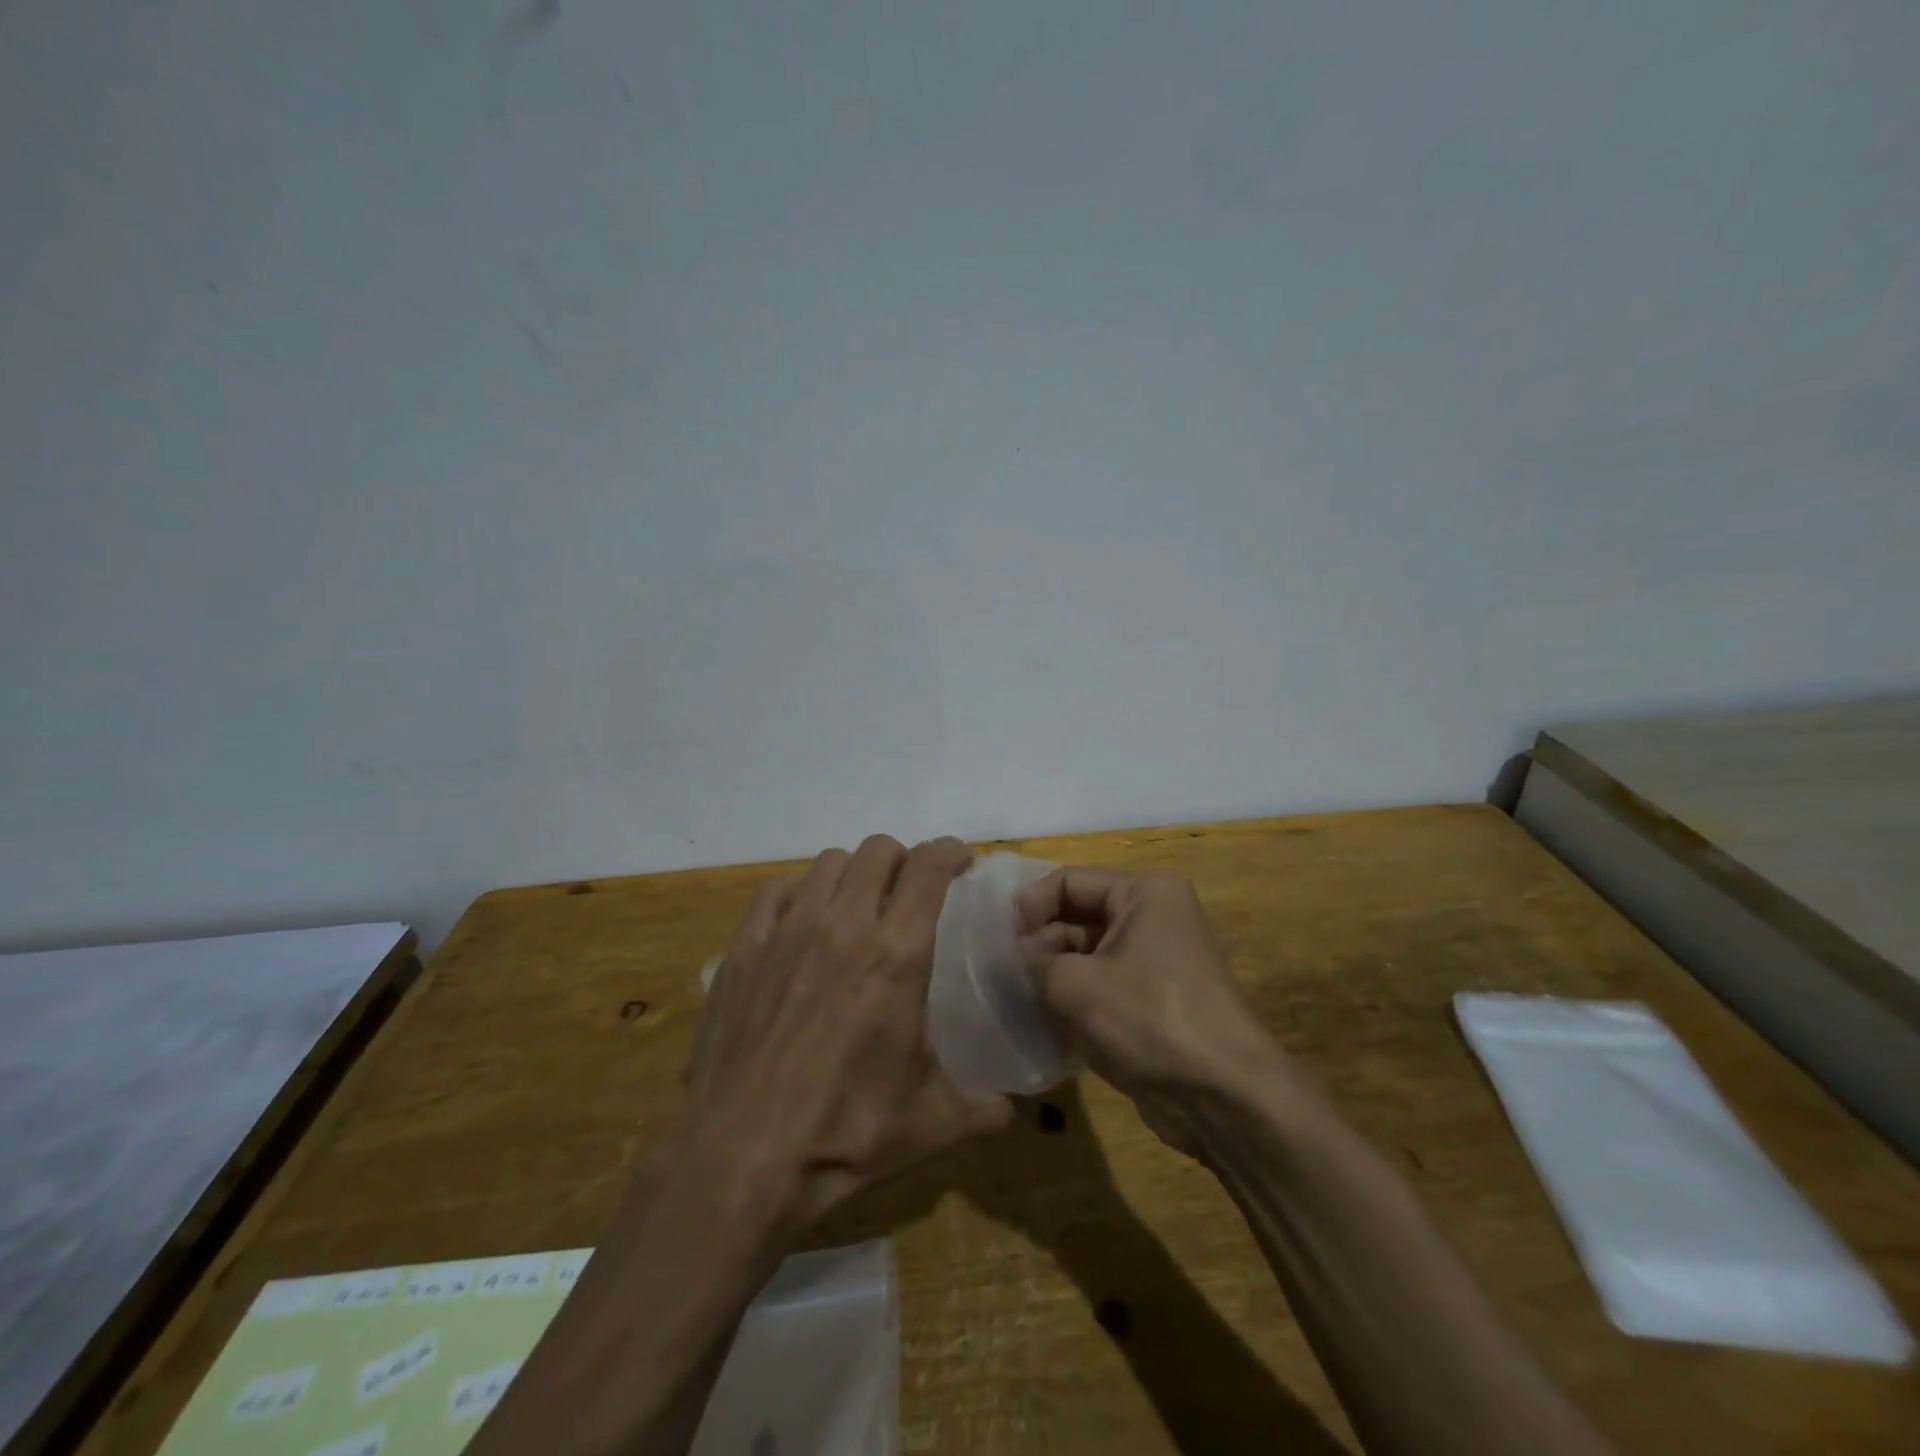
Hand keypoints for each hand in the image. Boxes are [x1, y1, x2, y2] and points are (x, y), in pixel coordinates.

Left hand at [683, 835, 1012, 1231]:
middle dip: (903, 860)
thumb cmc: (845, 1134)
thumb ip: (982, 1108)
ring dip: (854, 874)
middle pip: (877, 850)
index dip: (951, 851)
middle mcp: (844, 925)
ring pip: (828, 862)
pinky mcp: (744, 949)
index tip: (961, 863)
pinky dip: (799, 893)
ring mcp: (787, 931)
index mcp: (897, 954)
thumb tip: (1011, 1112)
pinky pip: (776, 891)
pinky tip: (803, 924)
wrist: (741, 1158)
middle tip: (909, 893)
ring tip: (858, 907)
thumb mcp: (931, 1124)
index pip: (929, 866)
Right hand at [1016, 867, 1300, 1152]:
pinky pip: (1099, 989)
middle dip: (1036, 945)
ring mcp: (1153, 964)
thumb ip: (1030, 963)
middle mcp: (1151, 918)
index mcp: (1143, 893)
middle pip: (1076, 918)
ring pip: (1084, 957)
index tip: (995, 940)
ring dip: (1048, 977)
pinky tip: (1038, 1024)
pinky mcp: (1151, 1005)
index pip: (1069, 881)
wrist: (1225, 1099)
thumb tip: (1003, 960)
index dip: (1028, 906)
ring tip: (1010, 1000)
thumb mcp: (1075, 984)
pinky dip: (1069, 1002)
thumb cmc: (1149, 1018)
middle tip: (996, 975)